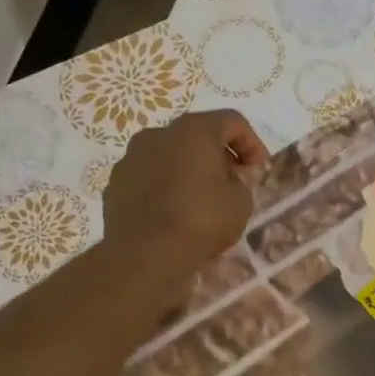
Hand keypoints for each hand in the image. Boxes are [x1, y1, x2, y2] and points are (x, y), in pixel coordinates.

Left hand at [103, 110, 266, 270]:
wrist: (145, 255)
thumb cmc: (202, 220)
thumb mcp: (240, 202)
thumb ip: (241, 181)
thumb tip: (229, 177)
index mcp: (193, 130)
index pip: (232, 121)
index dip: (252, 143)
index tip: (258, 170)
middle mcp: (158, 134)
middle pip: (197, 136)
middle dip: (218, 156)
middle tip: (233, 183)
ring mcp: (131, 158)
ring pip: (169, 156)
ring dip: (188, 171)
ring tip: (201, 201)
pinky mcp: (115, 184)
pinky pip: (149, 178)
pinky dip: (165, 188)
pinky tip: (174, 214)